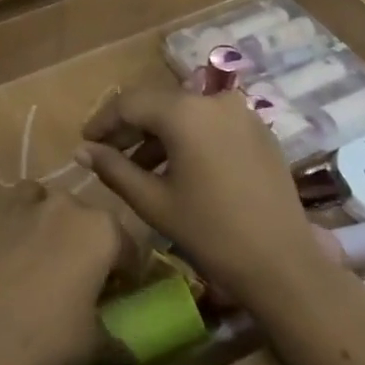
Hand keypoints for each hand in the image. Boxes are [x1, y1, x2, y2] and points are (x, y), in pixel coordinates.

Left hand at [0, 183, 124, 364]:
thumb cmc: (50, 339)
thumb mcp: (96, 344)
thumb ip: (115, 335)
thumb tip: (126, 346)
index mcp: (102, 230)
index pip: (127, 247)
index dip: (126, 273)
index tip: (118, 294)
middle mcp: (67, 205)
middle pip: (87, 219)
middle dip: (87, 244)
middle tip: (80, 279)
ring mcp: (25, 205)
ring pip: (47, 202)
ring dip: (51, 222)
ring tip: (44, 258)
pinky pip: (13, 210)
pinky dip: (17, 224)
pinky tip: (11, 255)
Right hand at [78, 86, 340, 309]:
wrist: (283, 264)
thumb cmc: (211, 232)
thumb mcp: (153, 201)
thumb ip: (113, 168)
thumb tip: (81, 150)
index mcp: (185, 112)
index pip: (129, 103)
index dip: (103, 121)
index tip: (85, 142)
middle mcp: (214, 100)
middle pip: (158, 104)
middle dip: (130, 127)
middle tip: (107, 153)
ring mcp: (241, 113)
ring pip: (186, 113)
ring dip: (159, 134)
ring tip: (140, 167)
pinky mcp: (259, 131)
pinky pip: (211, 123)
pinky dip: (188, 138)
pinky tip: (178, 168)